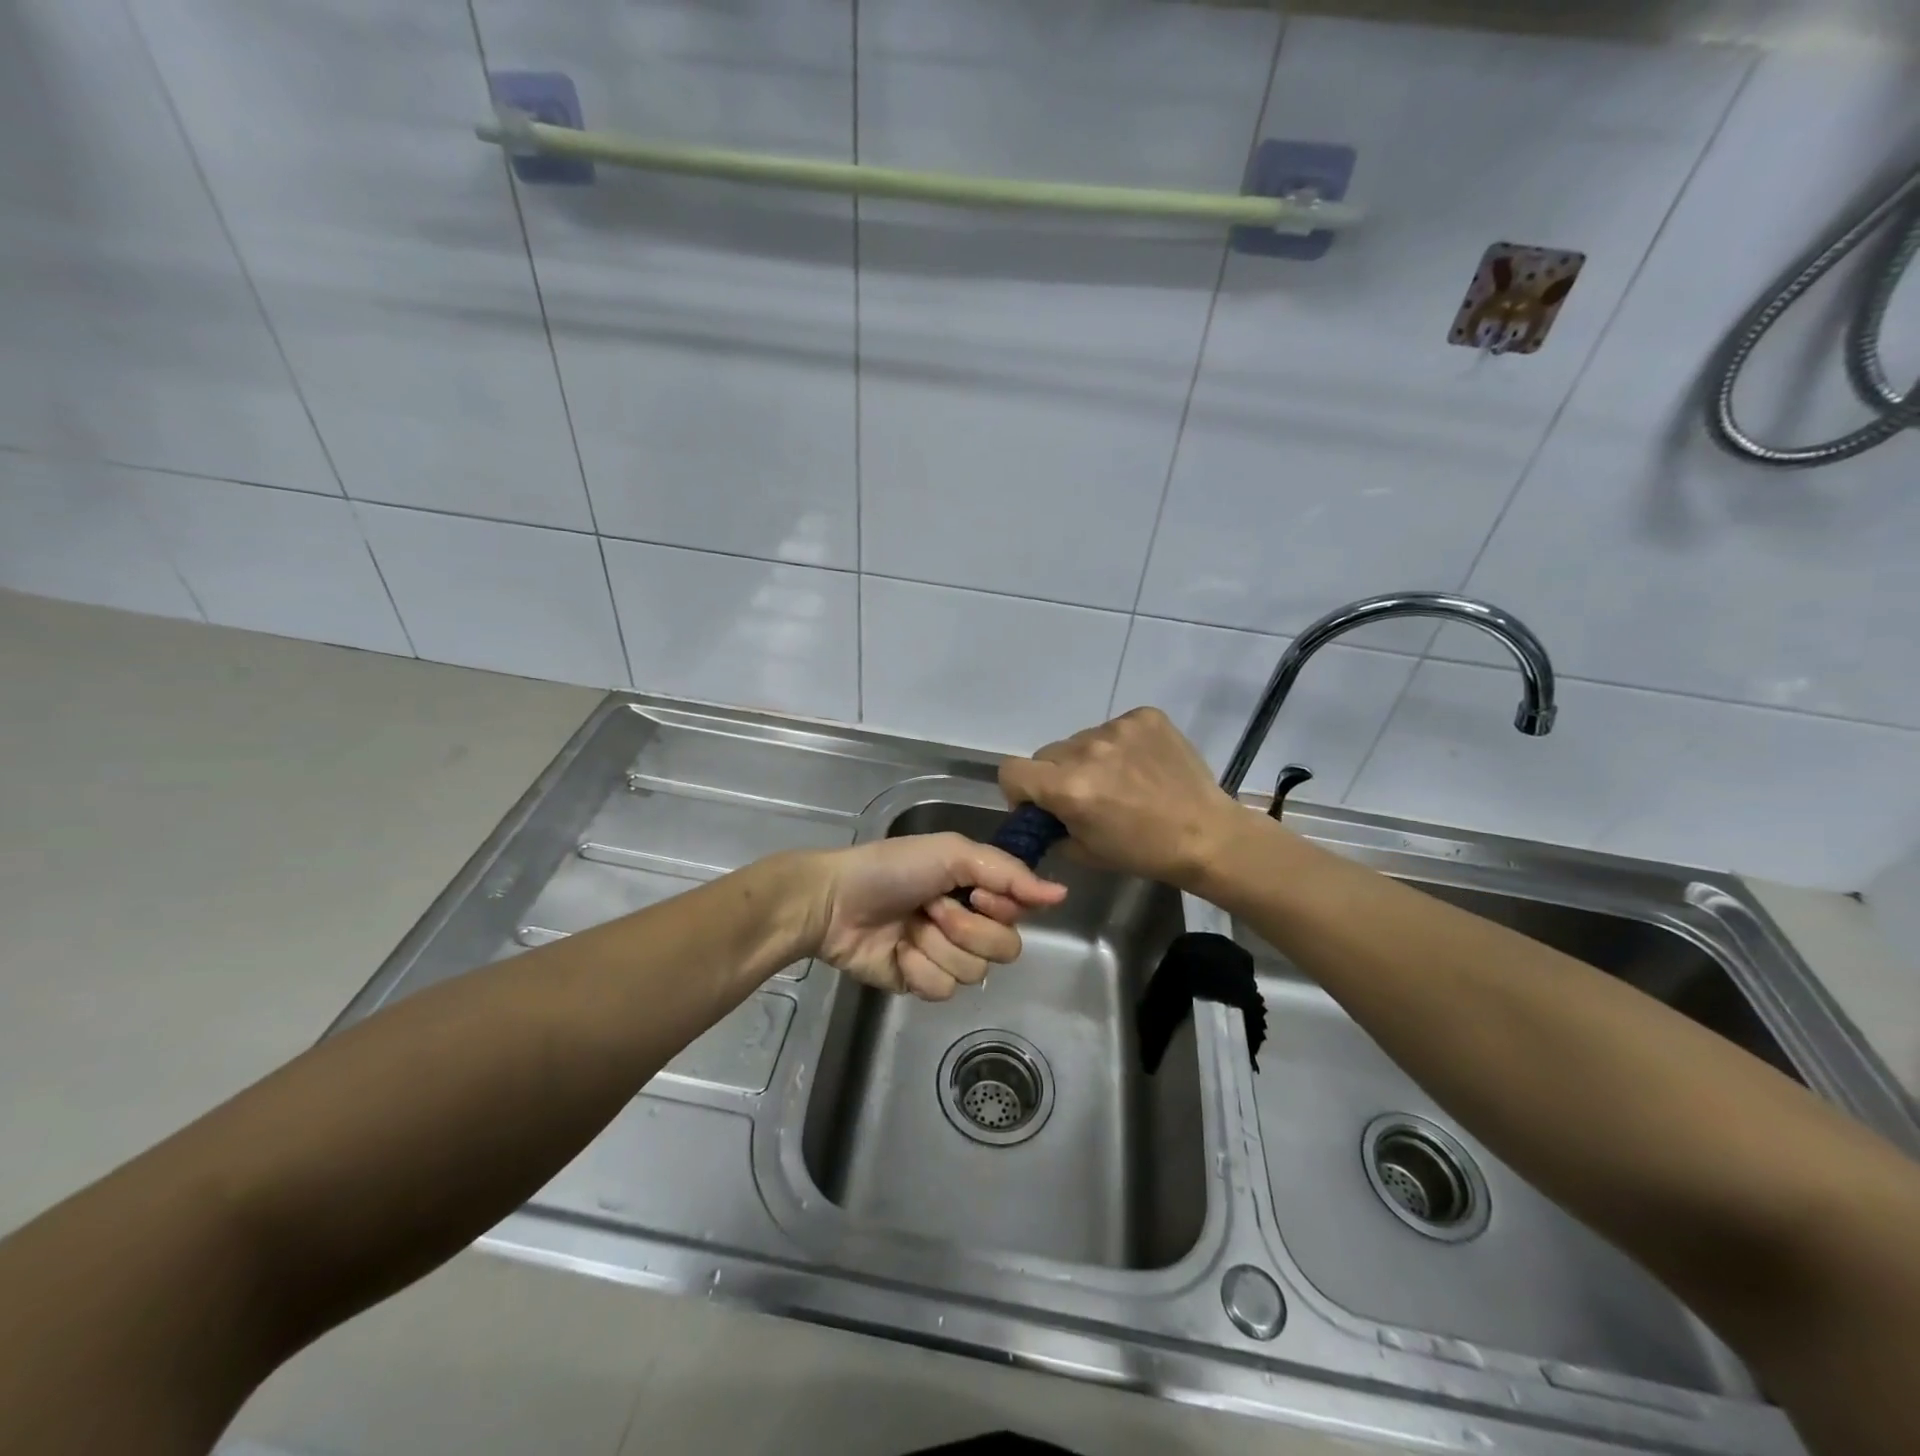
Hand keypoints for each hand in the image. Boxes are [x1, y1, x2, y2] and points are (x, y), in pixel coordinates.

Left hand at [807, 833, 1066, 1000]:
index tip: (974, 893)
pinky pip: (942, 990)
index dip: (1001, 908)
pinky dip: (918, 969)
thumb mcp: (952, 854)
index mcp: (978, 890)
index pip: (1021, 912)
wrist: (835, 901)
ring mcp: (945, 957)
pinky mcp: (921, 984)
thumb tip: (1062, 894)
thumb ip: (1008, 873)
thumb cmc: (893, 868)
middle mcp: (969, 924)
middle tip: (931, 909)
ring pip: (973, 973)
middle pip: (1004, 949)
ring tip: (909, 927)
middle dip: (965, 928)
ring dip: (937, 946)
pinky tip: (897, 952)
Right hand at [997, 707, 1244, 890]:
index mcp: (1068, 787)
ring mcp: (1118, 728)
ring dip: (1089, 759)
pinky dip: (1120, 745)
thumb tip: (1041, 814)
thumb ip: (1051, 827)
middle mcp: (1087, 750)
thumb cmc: (1144, 852)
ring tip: (1121, 780)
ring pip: (1080, 740)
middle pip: (1047, 754)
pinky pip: (1114, 727)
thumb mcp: (1085, 851)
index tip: (1038, 804)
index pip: (1011, 770)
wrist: (1207, 835)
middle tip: (1084, 795)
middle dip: (1056, 775)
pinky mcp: (1144, 716)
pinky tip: (1141, 765)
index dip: (1018, 789)